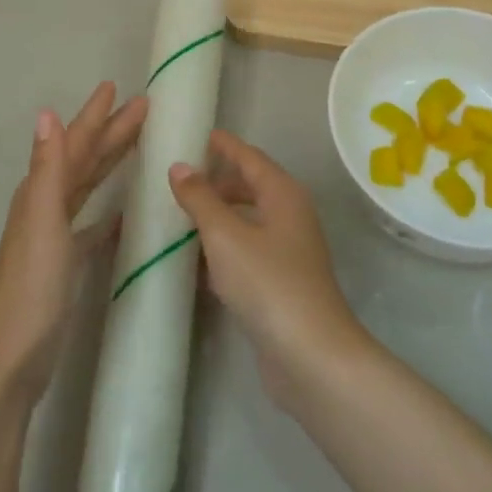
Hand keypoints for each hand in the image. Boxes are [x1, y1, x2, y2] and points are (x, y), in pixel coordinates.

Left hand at [0, 82, 147, 406]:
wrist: (9, 358)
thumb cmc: (31, 287)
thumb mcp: (42, 221)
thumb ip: (48, 168)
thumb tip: (46, 112)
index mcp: (41, 192)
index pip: (74, 143)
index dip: (95, 115)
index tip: (116, 87)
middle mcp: (46, 206)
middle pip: (83, 159)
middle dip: (110, 132)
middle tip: (142, 108)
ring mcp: (54, 236)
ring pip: (87, 187)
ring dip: (109, 163)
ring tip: (136, 145)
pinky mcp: (64, 264)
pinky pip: (90, 226)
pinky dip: (106, 214)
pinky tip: (124, 214)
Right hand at [168, 130, 369, 412]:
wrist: (311, 356)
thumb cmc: (268, 283)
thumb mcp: (225, 235)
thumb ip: (200, 199)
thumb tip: (179, 166)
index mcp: (282, 194)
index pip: (250, 157)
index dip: (225, 146)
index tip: (199, 134)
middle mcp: (290, 216)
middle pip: (251, 187)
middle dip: (218, 181)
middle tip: (181, 179)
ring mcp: (289, 251)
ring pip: (248, 221)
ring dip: (219, 216)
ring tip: (181, 216)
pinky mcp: (282, 284)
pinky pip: (248, 251)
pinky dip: (224, 247)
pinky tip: (197, 260)